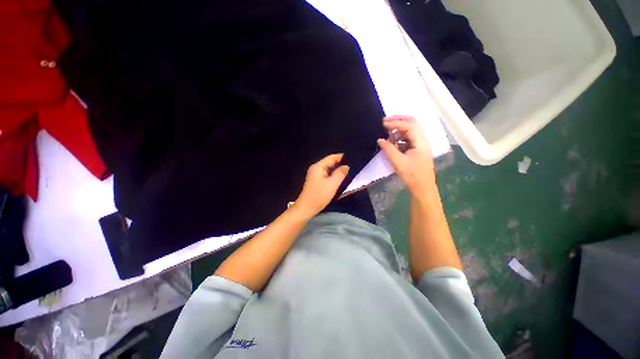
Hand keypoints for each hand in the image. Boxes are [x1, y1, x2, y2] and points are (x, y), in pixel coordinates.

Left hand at [293, 153, 348, 218]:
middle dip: (341, 164)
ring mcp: (315, 175)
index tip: (353, 158)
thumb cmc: (319, 196)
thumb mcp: (332, 184)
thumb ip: (340, 173)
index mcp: (318, 166)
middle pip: (330, 163)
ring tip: (349, 172)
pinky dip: (333, 176)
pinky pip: (327, 175)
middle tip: (353, 166)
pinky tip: (340, 179)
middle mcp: (316, 168)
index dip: (342, 157)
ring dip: (338, 171)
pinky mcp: (316, 181)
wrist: (306, 208)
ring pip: (329, 169)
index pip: (332, 157)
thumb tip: (346, 166)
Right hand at [377, 115, 435, 197]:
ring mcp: (420, 145)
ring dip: (398, 128)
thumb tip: (380, 139)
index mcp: (420, 142)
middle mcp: (422, 140)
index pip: (409, 126)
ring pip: (410, 131)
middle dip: (399, 120)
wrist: (422, 188)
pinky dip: (399, 137)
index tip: (383, 124)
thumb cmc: (412, 175)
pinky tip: (392, 141)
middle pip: (412, 123)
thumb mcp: (398, 162)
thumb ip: (388, 149)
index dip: (396, 123)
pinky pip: (408, 139)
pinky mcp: (416, 150)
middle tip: (385, 121)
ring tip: (386, 131)